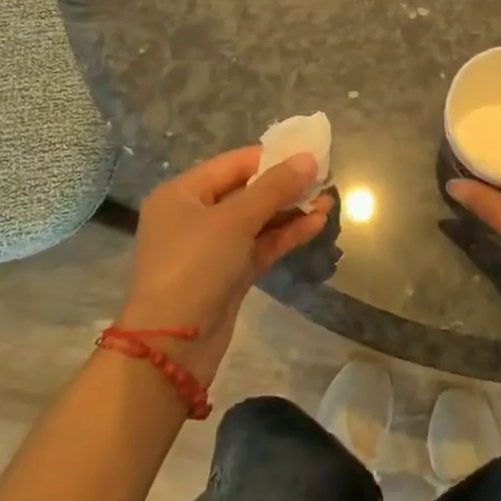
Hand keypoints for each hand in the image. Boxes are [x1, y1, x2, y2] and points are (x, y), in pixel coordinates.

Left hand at [119, 148, 329, 385]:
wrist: (172, 347)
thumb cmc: (195, 266)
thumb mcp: (235, 220)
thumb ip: (274, 188)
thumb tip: (308, 159)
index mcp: (182, 194)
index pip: (233, 164)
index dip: (272, 157)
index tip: (308, 152)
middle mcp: (194, 216)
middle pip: (246, 191)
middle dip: (285, 185)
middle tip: (324, 178)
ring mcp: (211, 247)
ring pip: (257, 220)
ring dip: (290, 211)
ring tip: (328, 201)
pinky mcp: (228, 274)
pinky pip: (260, 245)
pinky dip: (285, 234)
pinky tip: (316, 225)